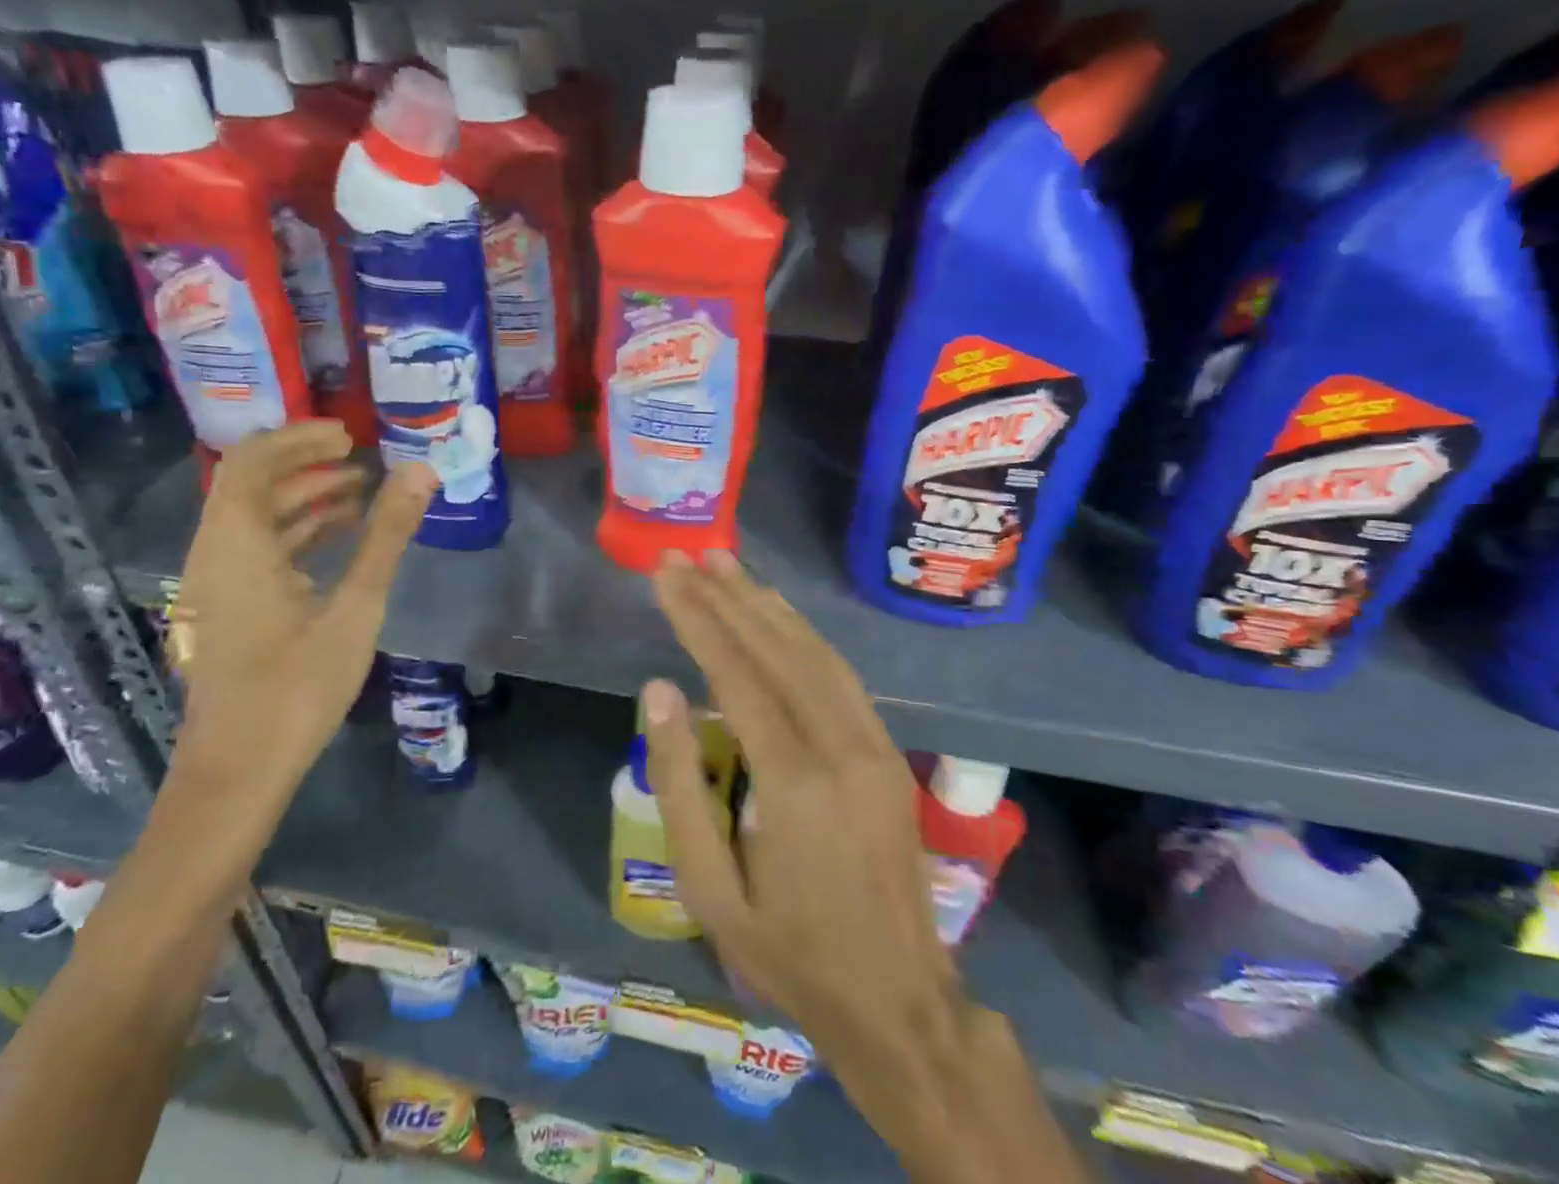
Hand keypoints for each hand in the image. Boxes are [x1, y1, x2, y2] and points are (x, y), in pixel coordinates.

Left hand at [167, 423, 435, 806]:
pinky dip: (292, 536)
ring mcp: (210, 586)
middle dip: (306, 466)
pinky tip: (334, 545)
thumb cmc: (297, 687)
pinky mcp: (220, 612)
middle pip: (251, 486)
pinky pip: (252, 552)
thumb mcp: (355, 606)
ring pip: (252, 521)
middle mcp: (211, 555)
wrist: (237, 774)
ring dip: (301, 501)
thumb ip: (386, 535)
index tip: (348, 436)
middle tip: (361, 461)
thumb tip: (421, 473)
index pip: (252, 460)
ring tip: (359, 498)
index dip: (298, 438)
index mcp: (234, 544)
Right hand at [643, 551, 1083, 1183]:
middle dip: (725, 597)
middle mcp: (841, 747)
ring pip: (815, 652)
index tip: (666, 577)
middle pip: (776, 649)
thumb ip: (680, 783)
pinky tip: (777, 613)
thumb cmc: (788, 952)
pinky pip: (840, 676)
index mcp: (794, 782)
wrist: (900, 1002)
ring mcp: (874, 746)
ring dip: (766, 603)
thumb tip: (658, 691)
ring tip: (726, 565)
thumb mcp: (709, 888)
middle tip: (685, 556)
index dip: (698, 619)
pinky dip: (802, 633)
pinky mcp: (887, 752)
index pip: (737, 674)